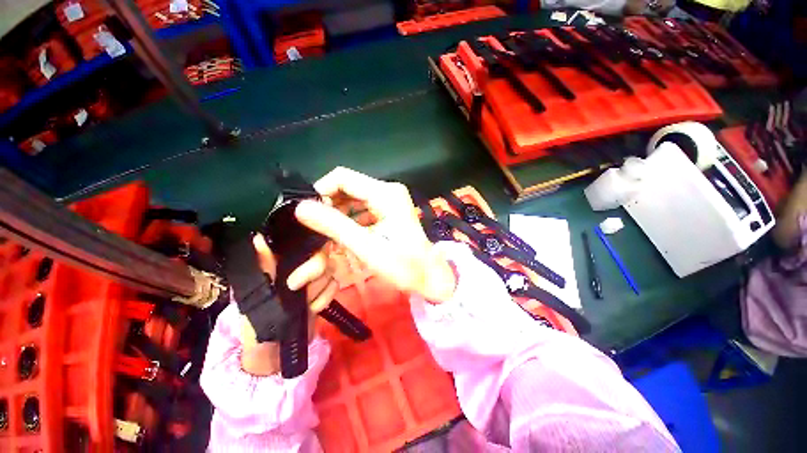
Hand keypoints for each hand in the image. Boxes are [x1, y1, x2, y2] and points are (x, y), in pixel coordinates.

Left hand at [239, 234, 337, 375]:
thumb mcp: (255, 292)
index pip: (304, 241)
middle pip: (322, 254)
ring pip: (331, 270)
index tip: (299, 261)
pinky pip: (335, 286)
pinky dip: (324, 298)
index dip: (308, 245)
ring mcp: (316, 278)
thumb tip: (259, 237)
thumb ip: (263, 266)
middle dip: (311, 272)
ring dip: (316, 290)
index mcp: (284, 260)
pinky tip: (313, 309)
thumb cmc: (256, 318)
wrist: (273, 349)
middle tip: (293, 287)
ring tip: (302, 304)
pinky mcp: (325, 292)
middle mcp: (303, 264)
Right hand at [294, 167, 456, 302]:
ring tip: (325, 233)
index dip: (321, 191)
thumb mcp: (366, 247)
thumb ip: (334, 225)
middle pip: (347, 188)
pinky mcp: (388, 211)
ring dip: (337, 214)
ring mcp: (389, 201)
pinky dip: (349, 220)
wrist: (429, 277)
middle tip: (314, 227)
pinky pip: (361, 209)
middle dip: (328, 205)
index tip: (307, 213)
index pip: (342, 178)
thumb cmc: (403, 265)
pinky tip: (342, 235)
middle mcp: (387, 191)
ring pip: (352, 199)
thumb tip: (301, 207)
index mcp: (386, 194)